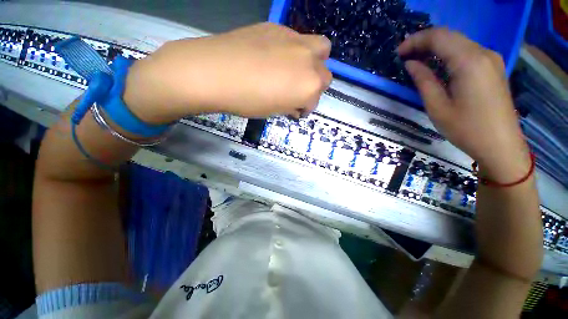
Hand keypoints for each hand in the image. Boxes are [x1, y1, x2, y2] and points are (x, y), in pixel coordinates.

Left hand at [124, 23, 331, 122]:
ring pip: (321, 48)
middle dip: (315, 85)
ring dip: (313, 62)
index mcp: (309, 87)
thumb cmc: (247, 101)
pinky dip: (294, 51)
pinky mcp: (278, 27)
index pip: (315, 100)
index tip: (295, 110)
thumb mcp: (274, 111)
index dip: (305, 107)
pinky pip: (297, 39)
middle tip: (297, 90)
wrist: (215, 72)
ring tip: (294, 70)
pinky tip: (275, 57)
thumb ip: (291, 105)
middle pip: (325, 74)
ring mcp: (295, 40)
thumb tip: (295, 103)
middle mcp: (310, 61)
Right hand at [398, 28, 530, 181]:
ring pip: (458, 42)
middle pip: (449, 35)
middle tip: (404, 55)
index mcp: (469, 62)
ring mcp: (491, 59)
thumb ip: (423, 80)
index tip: (398, 53)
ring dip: (436, 47)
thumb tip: (411, 64)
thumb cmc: (466, 129)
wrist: (500, 145)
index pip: (438, 37)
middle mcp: (483, 53)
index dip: (415, 41)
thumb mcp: (437, 106)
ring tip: (416, 59)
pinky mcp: (493, 67)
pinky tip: (437, 64)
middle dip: (424, 41)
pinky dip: (448, 53)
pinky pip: (467, 51)